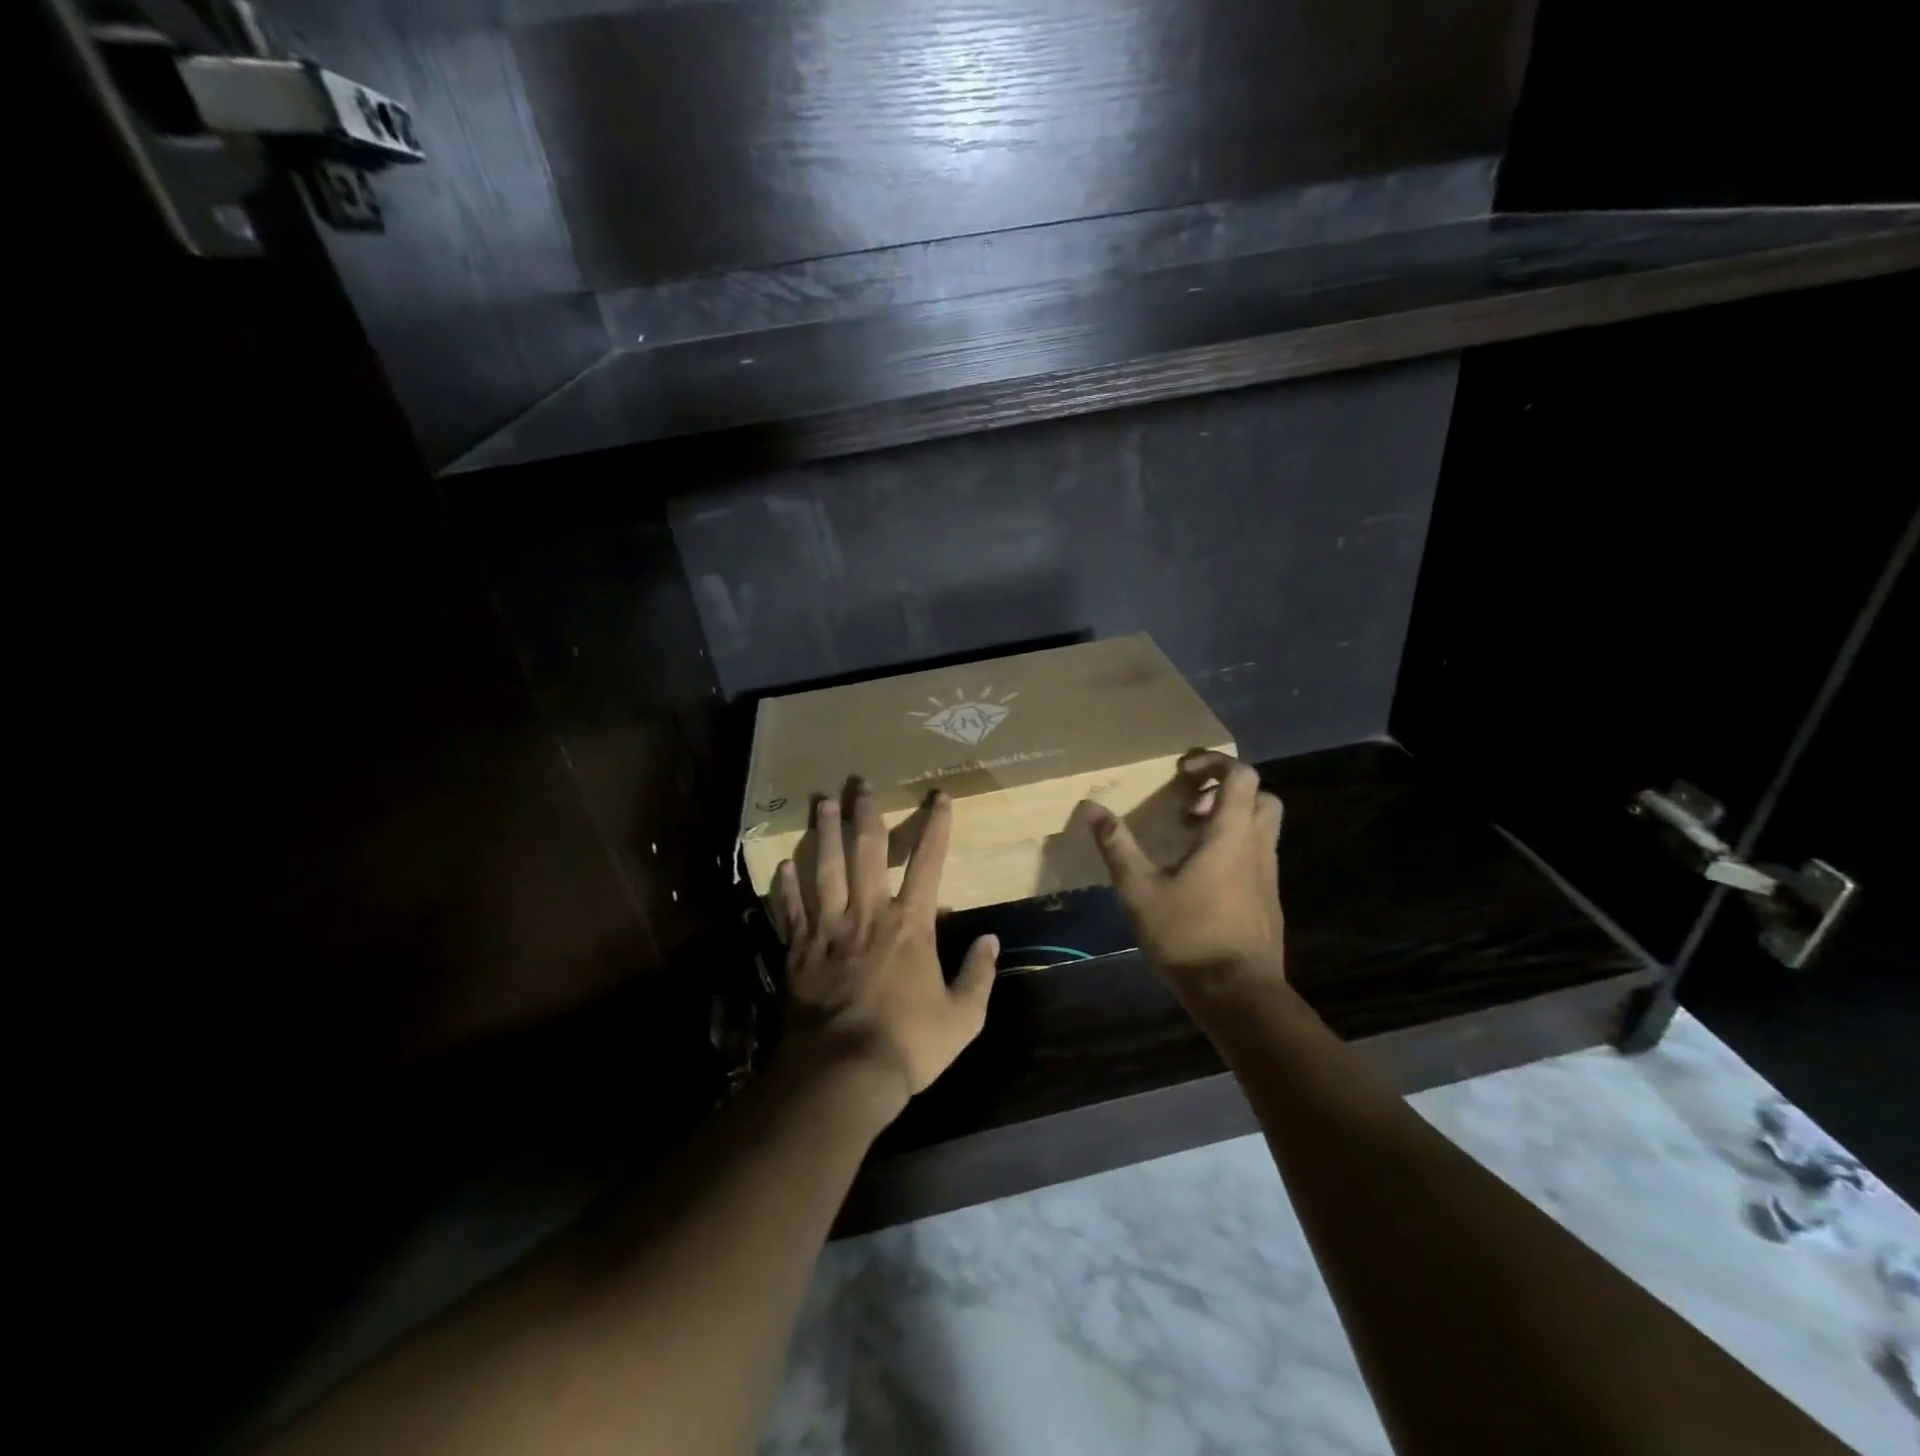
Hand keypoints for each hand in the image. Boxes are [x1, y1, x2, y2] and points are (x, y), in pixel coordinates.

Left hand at [771, 780, 998, 1115]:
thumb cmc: (908, 1044)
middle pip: (867, 852)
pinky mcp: (798, 951)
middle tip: (860, 783)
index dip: (936, 826)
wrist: (843, 1072)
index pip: (929, 862)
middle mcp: (868, 915)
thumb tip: (990, 940)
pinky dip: (785, 887)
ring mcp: (829, 929)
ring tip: (821, 802)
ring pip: (825, 869)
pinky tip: (782, 865)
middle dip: (866, 814)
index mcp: (910, 925)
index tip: (939, 795)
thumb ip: (979, 975)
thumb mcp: (963, 1018)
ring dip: (823, 833)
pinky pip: (790, 910)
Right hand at [1085, 751, 1285, 994]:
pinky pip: (1257, 856)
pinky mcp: (1267, 900)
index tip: (1182, 770)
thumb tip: (1091, 808)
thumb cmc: (1188, 935)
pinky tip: (1199, 877)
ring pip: (1261, 828)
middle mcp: (1258, 847)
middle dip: (1227, 790)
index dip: (1214, 762)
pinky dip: (1234, 848)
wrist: (1238, 994)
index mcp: (1231, 835)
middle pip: (1261, 797)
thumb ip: (1117, 846)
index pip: (1241, 776)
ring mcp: (1268, 875)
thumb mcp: (1140, 890)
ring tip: (1187, 839)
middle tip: (1190, 805)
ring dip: (1230, 820)